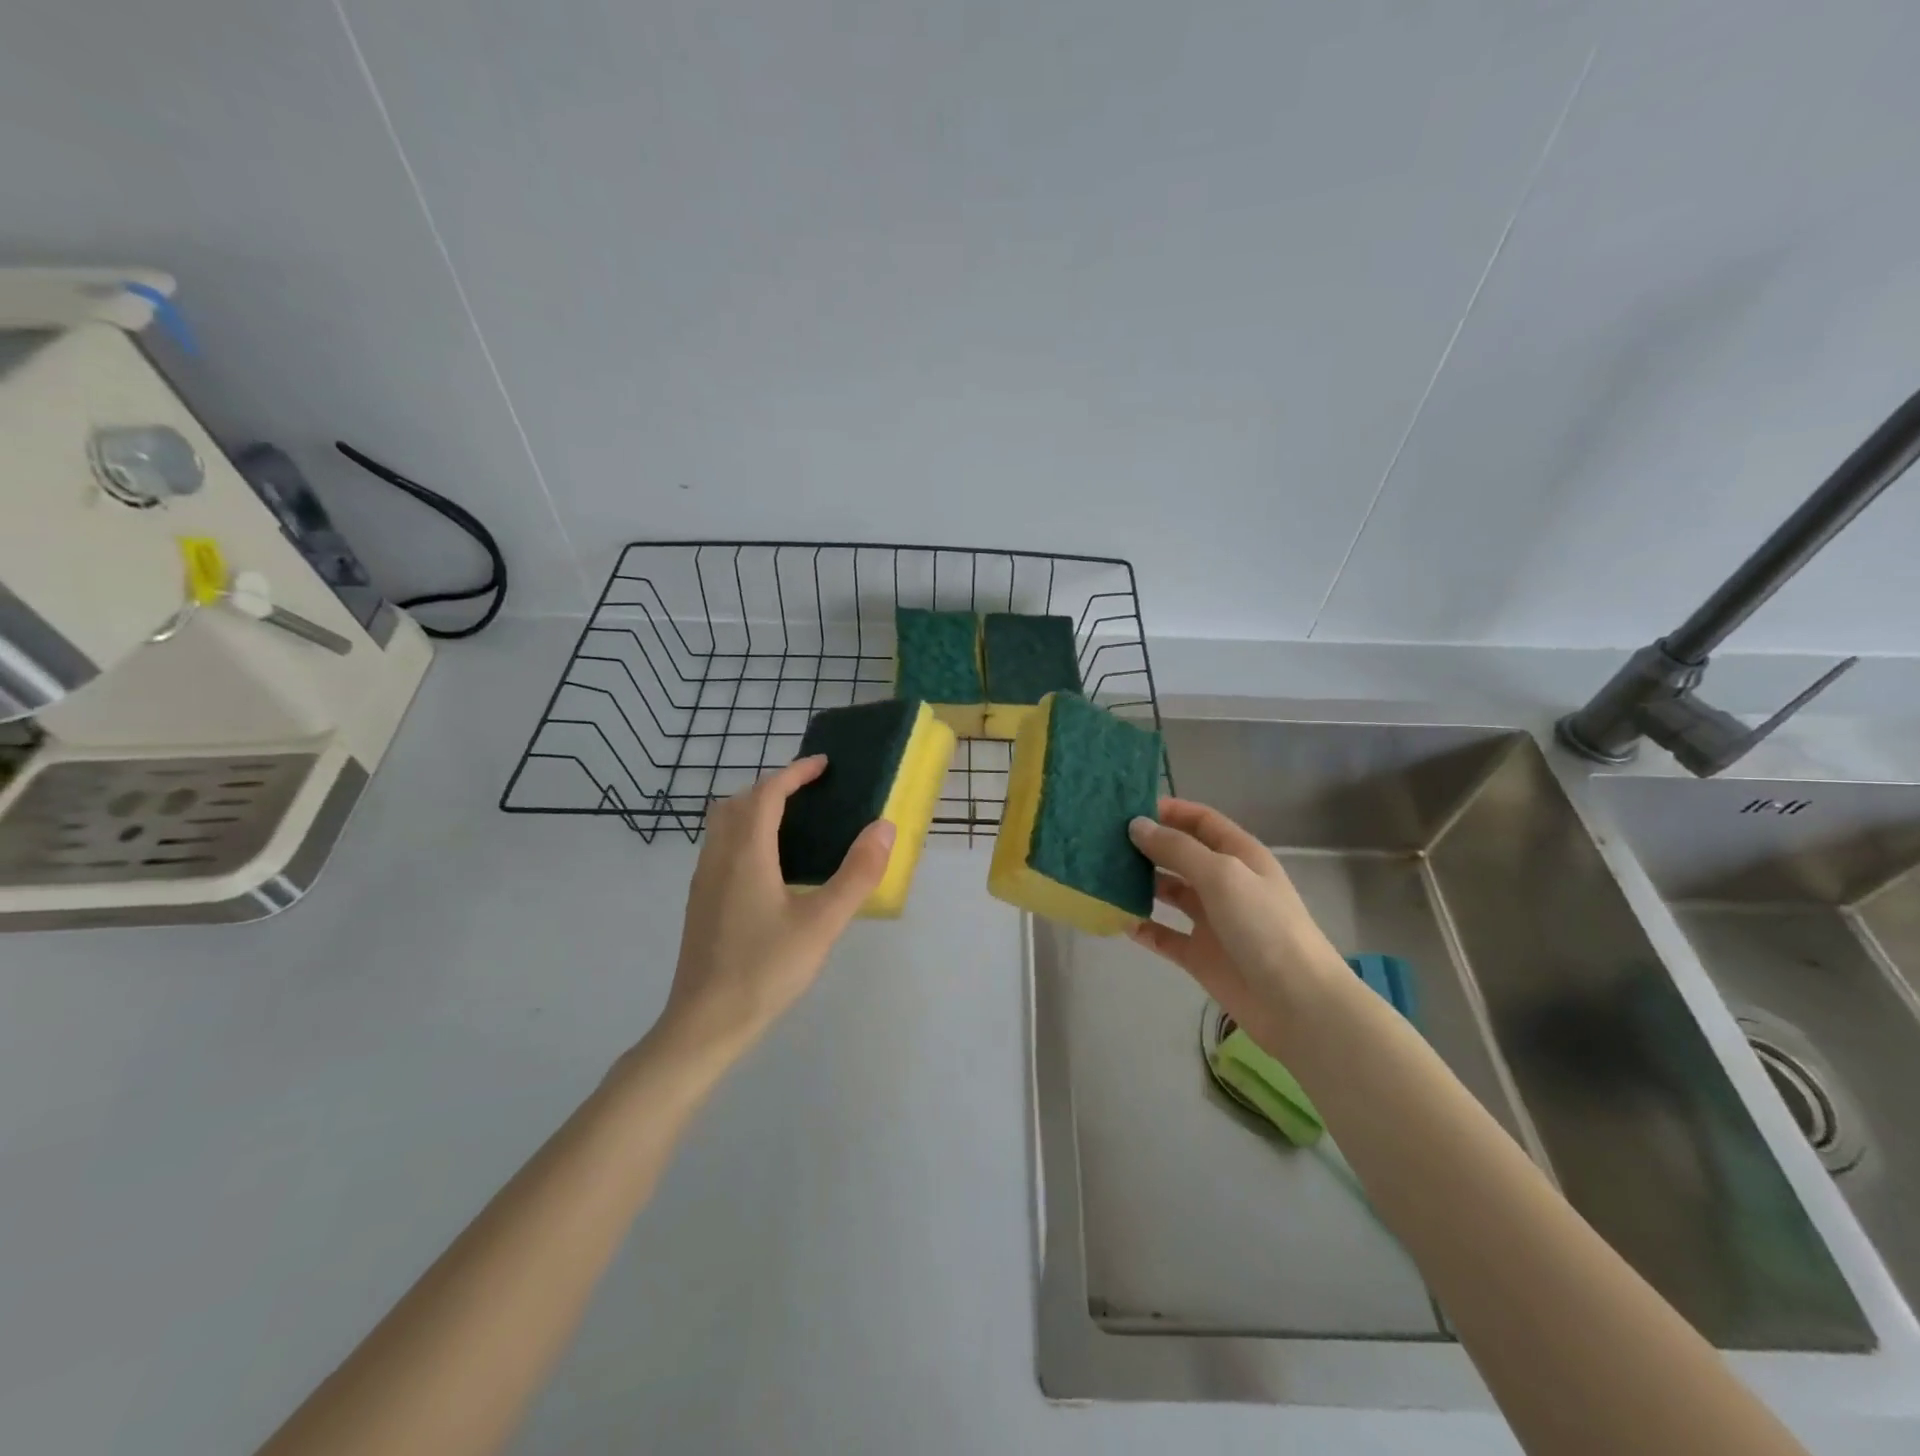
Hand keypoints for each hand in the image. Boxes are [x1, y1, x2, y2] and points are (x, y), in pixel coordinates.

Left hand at [658, 756, 893, 1056]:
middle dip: (772, 786)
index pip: (767, 794)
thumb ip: (857, 874)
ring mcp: (704, 880)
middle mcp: (718, 857)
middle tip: (809, 792)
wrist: (705, 1023)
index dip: (795, 773)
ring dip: (754, 808)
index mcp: (746, 853)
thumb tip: (883, 827)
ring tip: (792, 821)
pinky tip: (769, 866)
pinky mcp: (700, 902)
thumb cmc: (766, 969)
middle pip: (738, 802)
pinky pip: (721, 847)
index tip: (823, 764)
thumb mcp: (823, 923)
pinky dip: (744, 833)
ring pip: (724, 824)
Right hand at [1127, 798, 1347, 1048]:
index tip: (1127, 807)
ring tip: (1103, 874)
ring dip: (1140, 883)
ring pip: (1168, 893)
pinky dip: (1142, 927)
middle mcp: (1224, 883)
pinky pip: (1163, 935)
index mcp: (1239, 856)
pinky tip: (1116, 919)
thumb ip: (1177, 849)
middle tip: (1104, 839)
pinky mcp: (1199, 955)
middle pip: (1181, 854)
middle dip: (1148, 845)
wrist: (1296, 1002)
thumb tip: (1136, 826)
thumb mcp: (1221, 875)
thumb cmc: (1263, 926)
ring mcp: (1211, 920)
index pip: (1201, 821)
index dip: (1169, 811)